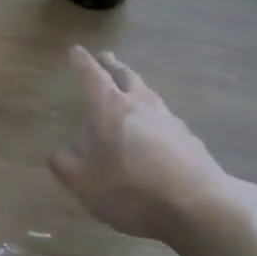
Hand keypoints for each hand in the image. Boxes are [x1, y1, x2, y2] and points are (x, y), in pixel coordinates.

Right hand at [50, 47, 229, 241]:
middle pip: (126, 76)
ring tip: (131, 88)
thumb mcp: (84, 183)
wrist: (198, 205)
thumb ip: (66, 164)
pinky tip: (155, 129)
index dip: (81, 62)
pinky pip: (165, 118)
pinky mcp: (189, 139)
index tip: (76, 50)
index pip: (92, 76)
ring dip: (136, 87)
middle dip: (113, 66)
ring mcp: (169, 119)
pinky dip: (153, 116)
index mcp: (109, 108)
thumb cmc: (131, 189)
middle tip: (106, 57)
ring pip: (148, 94)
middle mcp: (140, 104)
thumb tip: (58, 153)